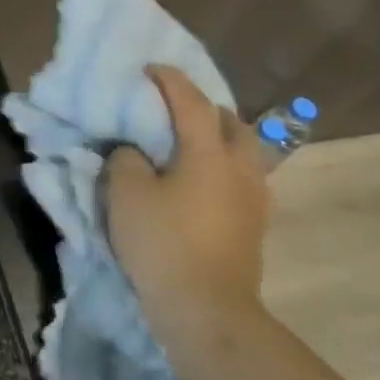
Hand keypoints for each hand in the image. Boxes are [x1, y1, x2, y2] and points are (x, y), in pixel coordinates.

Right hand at [102, 65, 271, 336]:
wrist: (207, 309)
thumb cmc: (163, 242)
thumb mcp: (125, 193)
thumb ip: (126, 158)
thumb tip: (135, 151)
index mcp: (209, 153)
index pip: (192, 102)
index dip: (170, 80)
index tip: (150, 69)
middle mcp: (240, 168)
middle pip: (232, 123)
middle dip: (205, 108)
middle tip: (174, 109)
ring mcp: (254, 199)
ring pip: (243, 152)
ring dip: (218, 139)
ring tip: (188, 144)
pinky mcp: (254, 226)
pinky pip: (242, 179)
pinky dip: (222, 167)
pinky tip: (199, 180)